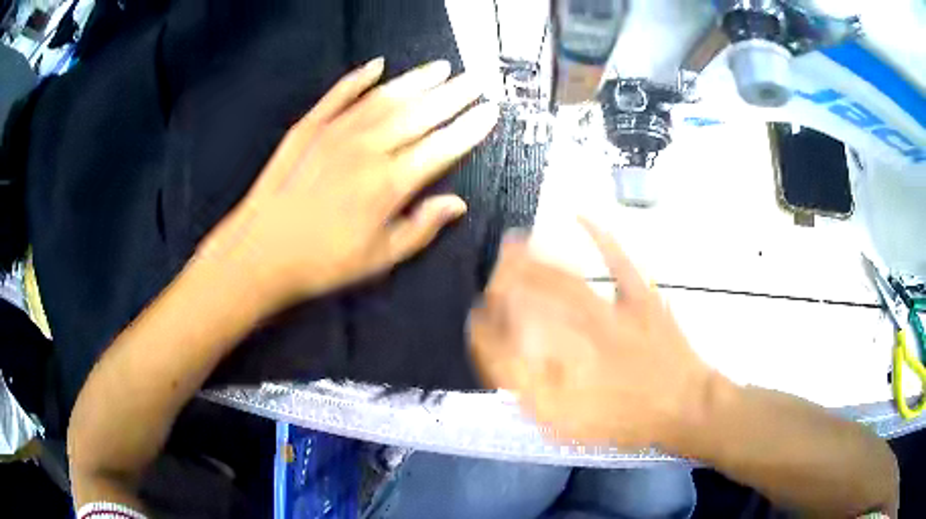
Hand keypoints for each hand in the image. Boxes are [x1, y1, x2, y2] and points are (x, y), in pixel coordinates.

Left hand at [201, 58, 497, 309]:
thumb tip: (457, 204)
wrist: (261, 253)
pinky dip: (359, 78)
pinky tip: (377, 65)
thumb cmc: (322, 263)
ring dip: (417, 80)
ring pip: (385, 98)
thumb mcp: (380, 259)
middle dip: (453, 95)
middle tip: (476, 79)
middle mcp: (367, 149)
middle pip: (420, 114)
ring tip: (441, 68)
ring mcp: (336, 133)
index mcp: (389, 184)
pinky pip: (339, 95)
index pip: (442, 147)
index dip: (470, 128)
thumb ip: (421, 228)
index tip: (490, 111)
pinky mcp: (309, 127)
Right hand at [468, 220, 714, 448]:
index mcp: (561, 368)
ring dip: (532, 259)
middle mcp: (580, 333)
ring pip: (563, 278)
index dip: (485, 328)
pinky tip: (580, 217)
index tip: (476, 320)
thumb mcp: (571, 425)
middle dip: (501, 283)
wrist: (683, 405)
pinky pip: (617, 260)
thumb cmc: (627, 420)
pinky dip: (599, 235)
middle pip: (530, 299)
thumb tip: (503, 368)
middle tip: (489, 276)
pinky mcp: (638, 296)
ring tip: (513, 245)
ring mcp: (611, 310)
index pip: (510, 340)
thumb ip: (533, 397)